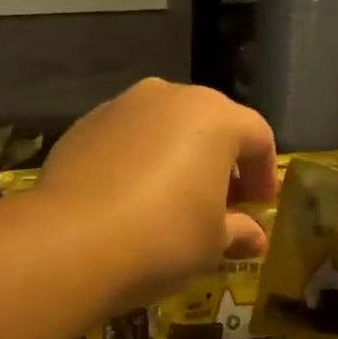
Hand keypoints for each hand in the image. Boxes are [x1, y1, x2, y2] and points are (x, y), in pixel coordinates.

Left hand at [39, 79, 277, 306]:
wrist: (72, 241)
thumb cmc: (163, 237)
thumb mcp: (212, 242)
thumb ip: (238, 230)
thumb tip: (253, 236)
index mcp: (214, 116)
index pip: (257, 137)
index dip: (264, 172)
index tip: (260, 205)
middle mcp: (168, 97)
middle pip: (208, 123)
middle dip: (220, 161)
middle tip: (221, 202)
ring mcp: (120, 107)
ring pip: (162, 126)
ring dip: (176, 156)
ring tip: (172, 198)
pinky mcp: (82, 126)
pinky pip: (124, 139)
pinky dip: (136, 159)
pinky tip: (129, 197)